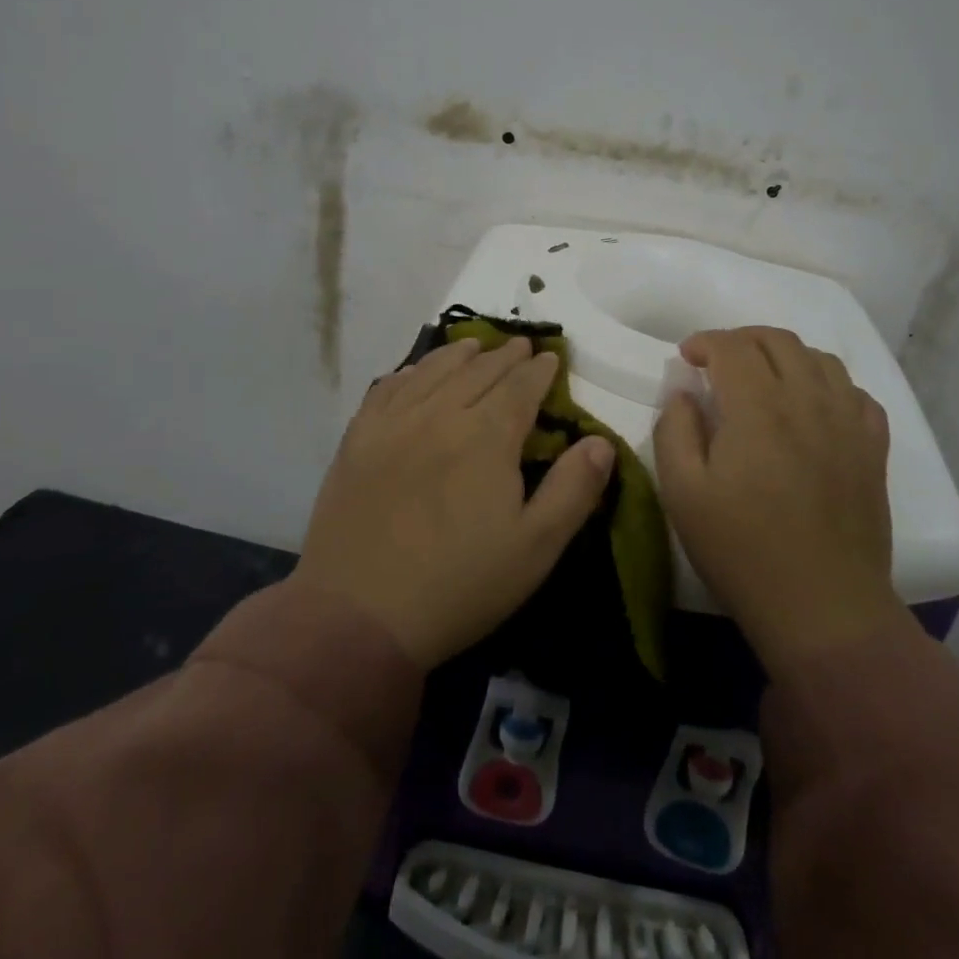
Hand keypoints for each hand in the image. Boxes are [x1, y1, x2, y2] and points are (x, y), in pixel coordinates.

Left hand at [297, 336, 615, 669]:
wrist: (358, 614)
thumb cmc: (458, 585)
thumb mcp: (535, 549)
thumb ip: (573, 490)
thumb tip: (600, 441)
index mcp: (487, 436)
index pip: (520, 386)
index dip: (539, 370)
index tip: (551, 357)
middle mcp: (440, 414)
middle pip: (478, 370)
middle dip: (504, 355)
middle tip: (520, 345)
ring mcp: (394, 422)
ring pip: (433, 371)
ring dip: (459, 354)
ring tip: (474, 345)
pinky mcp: (358, 439)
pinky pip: (387, 388)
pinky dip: (409, 372)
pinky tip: (415, 373)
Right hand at [654, 326, 902, 669]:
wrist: (823, 608)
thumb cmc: (742, 550)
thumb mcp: (683, 493)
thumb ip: (675, 430)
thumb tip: (683, 392)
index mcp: (758, 408)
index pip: (733, 346)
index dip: (705, 341)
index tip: (687, 358)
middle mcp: (808, 401)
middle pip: (778, 340)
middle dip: (741, 339)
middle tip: (719, 362)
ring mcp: (848, 423)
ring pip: (820, 358)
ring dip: (785, 355)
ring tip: (764, 378)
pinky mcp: (873, 448)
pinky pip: (856, 393)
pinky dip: (828, 384)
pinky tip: (812, 406)